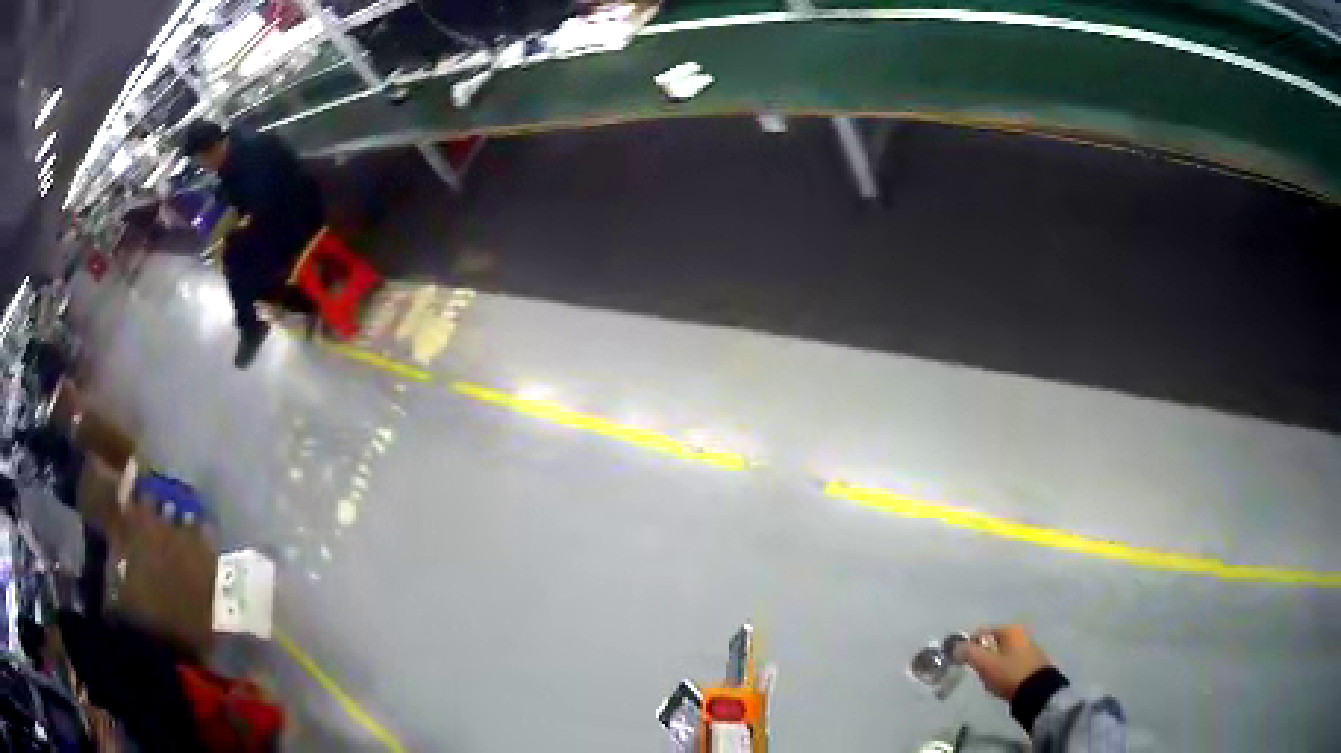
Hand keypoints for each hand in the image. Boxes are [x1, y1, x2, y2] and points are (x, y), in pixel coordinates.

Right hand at [954, 624, 1050, 700]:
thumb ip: (969, 653)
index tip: (963, 661)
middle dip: (982, 658)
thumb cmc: (1009, 673)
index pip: (982, 631)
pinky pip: (1010, 663)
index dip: (969, 644)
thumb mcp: (986, 664)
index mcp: (1010, 629)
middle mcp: (1020, 634)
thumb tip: (955, 646)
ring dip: (991, 667)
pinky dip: (1002, 671)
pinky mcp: (1031, 662)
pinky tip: (1001, 684)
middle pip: (991, 643)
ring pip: (1000, 655)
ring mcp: (1027, 647)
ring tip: (990, 681)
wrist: (1037, 691)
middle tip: (979, 672)